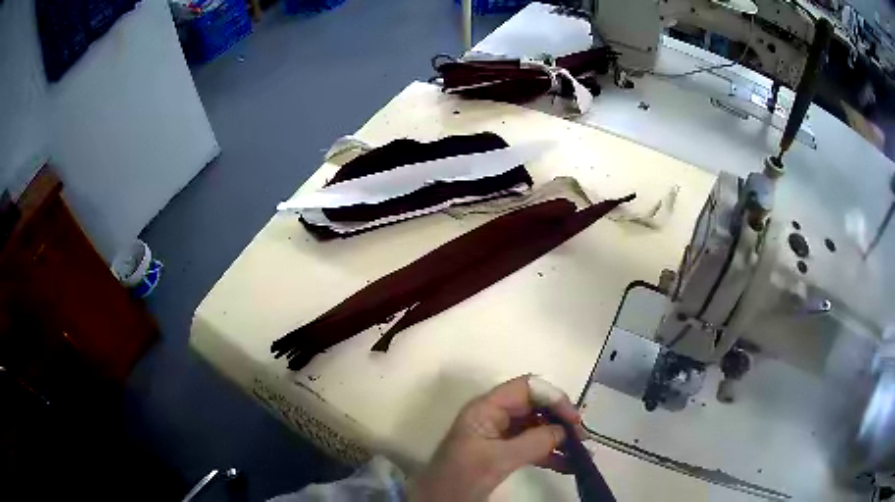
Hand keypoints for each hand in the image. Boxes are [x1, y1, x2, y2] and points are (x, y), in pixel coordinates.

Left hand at [409, 375, 581, 501]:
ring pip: (536, 427)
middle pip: (535, 406)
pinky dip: (550, 453)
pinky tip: (568, 465)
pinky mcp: (503, 452)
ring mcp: (499, 434)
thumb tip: (565, 431)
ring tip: (581, 452)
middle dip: (560, 419)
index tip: (574, 419)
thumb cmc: (462, 477)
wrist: (439, 501)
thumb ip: (533, 442)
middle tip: (582, 438)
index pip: (527, 388)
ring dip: (559, 438)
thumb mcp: (498, 459)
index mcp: (486, 408)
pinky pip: (532, 446)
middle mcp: (494, 415)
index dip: (553, 398)